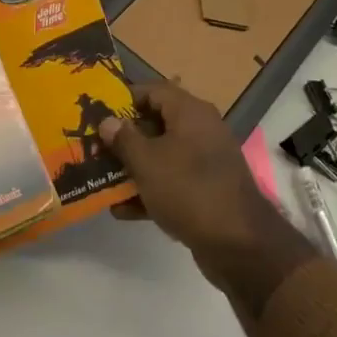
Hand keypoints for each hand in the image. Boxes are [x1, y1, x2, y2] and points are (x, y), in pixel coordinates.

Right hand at [99, 83, 316, 318]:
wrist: (239, 245)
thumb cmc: (188, 190)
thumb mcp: (147, 162)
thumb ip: (124, 139)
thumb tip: (108, 121)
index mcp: (190, 112)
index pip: (153, 91)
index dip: (125, 100)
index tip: (99, 113)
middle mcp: (201, 129)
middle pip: (157, 123)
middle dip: (126, 138)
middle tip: (96, 148)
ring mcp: (206, 161)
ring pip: (163, 155)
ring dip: (134, 167)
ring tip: (103, 179)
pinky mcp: (208, 190)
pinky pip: (173, 181)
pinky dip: (151, 190)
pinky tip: (123, 209)